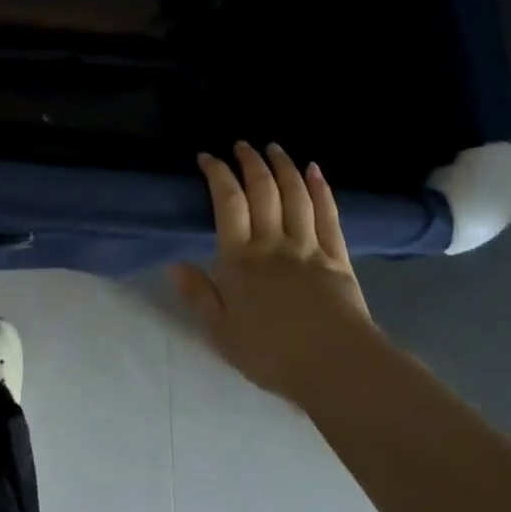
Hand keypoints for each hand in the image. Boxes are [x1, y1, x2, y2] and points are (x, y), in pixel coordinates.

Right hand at [172, 141, 373, 402]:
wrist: (336, 367)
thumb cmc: (271, 353)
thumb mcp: (220, 331)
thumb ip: (197, 294)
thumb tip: (173, 263)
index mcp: (241, 258)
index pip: (227, 202)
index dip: (217, 173)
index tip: (207, 156)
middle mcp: (273, 242)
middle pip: (262, 190)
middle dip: (250, 162)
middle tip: (241, 144)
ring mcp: (308, 246)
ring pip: (295, 195)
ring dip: (283, 166)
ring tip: (274, 147)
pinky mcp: (337, 257)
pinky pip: (328, 215)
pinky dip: (321, 189)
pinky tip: (316, 171)